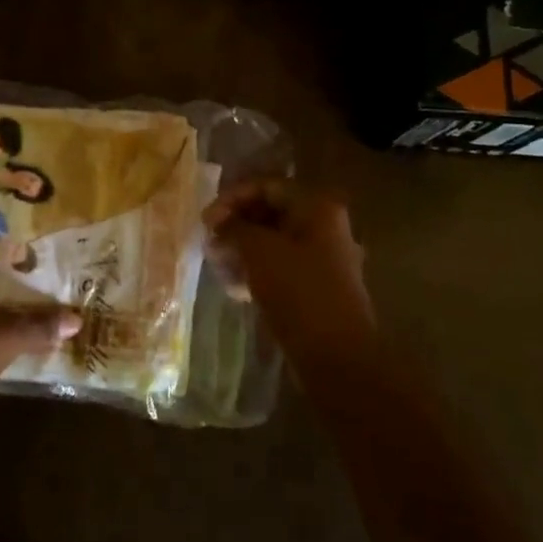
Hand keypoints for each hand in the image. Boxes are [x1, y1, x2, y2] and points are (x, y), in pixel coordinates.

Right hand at [204, 181, 375, 355]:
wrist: (336, 355)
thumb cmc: (298, 292)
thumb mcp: (259, 251)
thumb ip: (235, 228)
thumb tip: (219, 223)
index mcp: (316, 207)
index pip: (266, 186)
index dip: (231, 198)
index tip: (205, 222)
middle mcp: (323, 226)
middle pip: (270, 211)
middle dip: (236, 223)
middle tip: (209, 241)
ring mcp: (321, 257)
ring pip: (272, 240)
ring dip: (242, 247)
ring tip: (217, 263)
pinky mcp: (314, 285)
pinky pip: (279, 265)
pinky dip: (256, 269)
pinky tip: (234, 286)